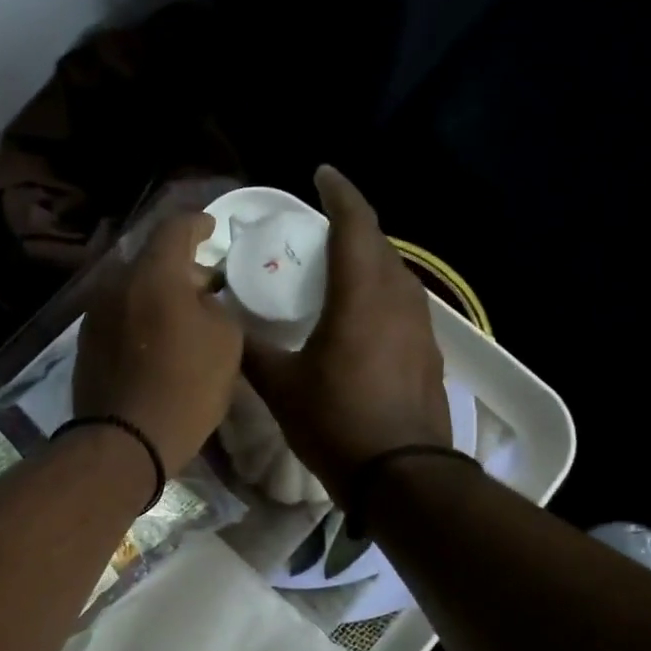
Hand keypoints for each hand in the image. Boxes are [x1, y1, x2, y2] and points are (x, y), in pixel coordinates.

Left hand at [74, 211, 243, 471]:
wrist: (126, 441)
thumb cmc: (186, 387)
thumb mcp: (225, 341)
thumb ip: (215, 305)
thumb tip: (199, 297)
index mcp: (154, 274)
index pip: (176, 227)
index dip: (198, 224)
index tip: (212, 229)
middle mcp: (116, 284)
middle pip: (151, 260)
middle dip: (180, 267)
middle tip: (205, 285)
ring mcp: (95, 314)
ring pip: (132, 289)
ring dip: (157, 294)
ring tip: (181, 317)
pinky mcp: (86, 343)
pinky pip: (119, 315)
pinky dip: (139, 317)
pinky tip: (155, 341)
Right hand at [242, 166, 450, 502]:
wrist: (402, 475)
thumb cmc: (336, 422)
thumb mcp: (281, 387)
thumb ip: (250, 350)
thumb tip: (221, 323)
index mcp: (362, 294)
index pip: (356, 223)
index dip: (339, 193)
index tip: (321, 174)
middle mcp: (399, 298)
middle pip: (379, 245)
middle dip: (352, 227)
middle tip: (319, 231)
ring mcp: (421, 326)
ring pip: (396, 276)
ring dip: (369, 262)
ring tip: (338, 271)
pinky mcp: (429, 353)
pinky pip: (403, 306)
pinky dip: (380, 296)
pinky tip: (361, 319)